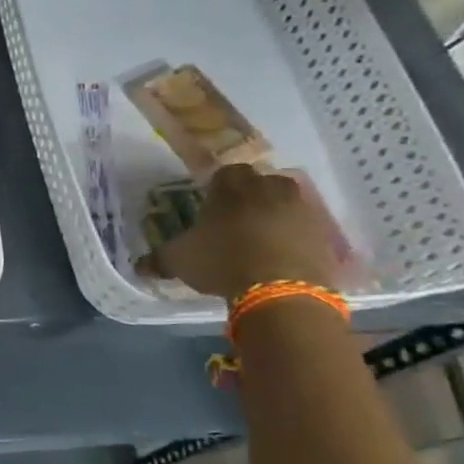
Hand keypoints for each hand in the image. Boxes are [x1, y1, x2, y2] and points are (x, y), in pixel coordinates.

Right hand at [143, 164, 341, 302]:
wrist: (280, 289)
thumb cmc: (221, 261)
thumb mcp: (179, 261)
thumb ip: (159, 259)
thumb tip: (139, 266)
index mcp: (232, 186)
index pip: (226, 173)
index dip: (218, 189)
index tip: (211, 208)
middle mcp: (269, 188)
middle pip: (261, 183)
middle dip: (251, 198)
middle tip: (236, 222)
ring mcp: (302, 209)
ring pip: (286, 204)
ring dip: (275, 216)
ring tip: (261, 240)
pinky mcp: (324, 234)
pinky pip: (305, 229)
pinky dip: (295, 238)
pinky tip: (281, 257)